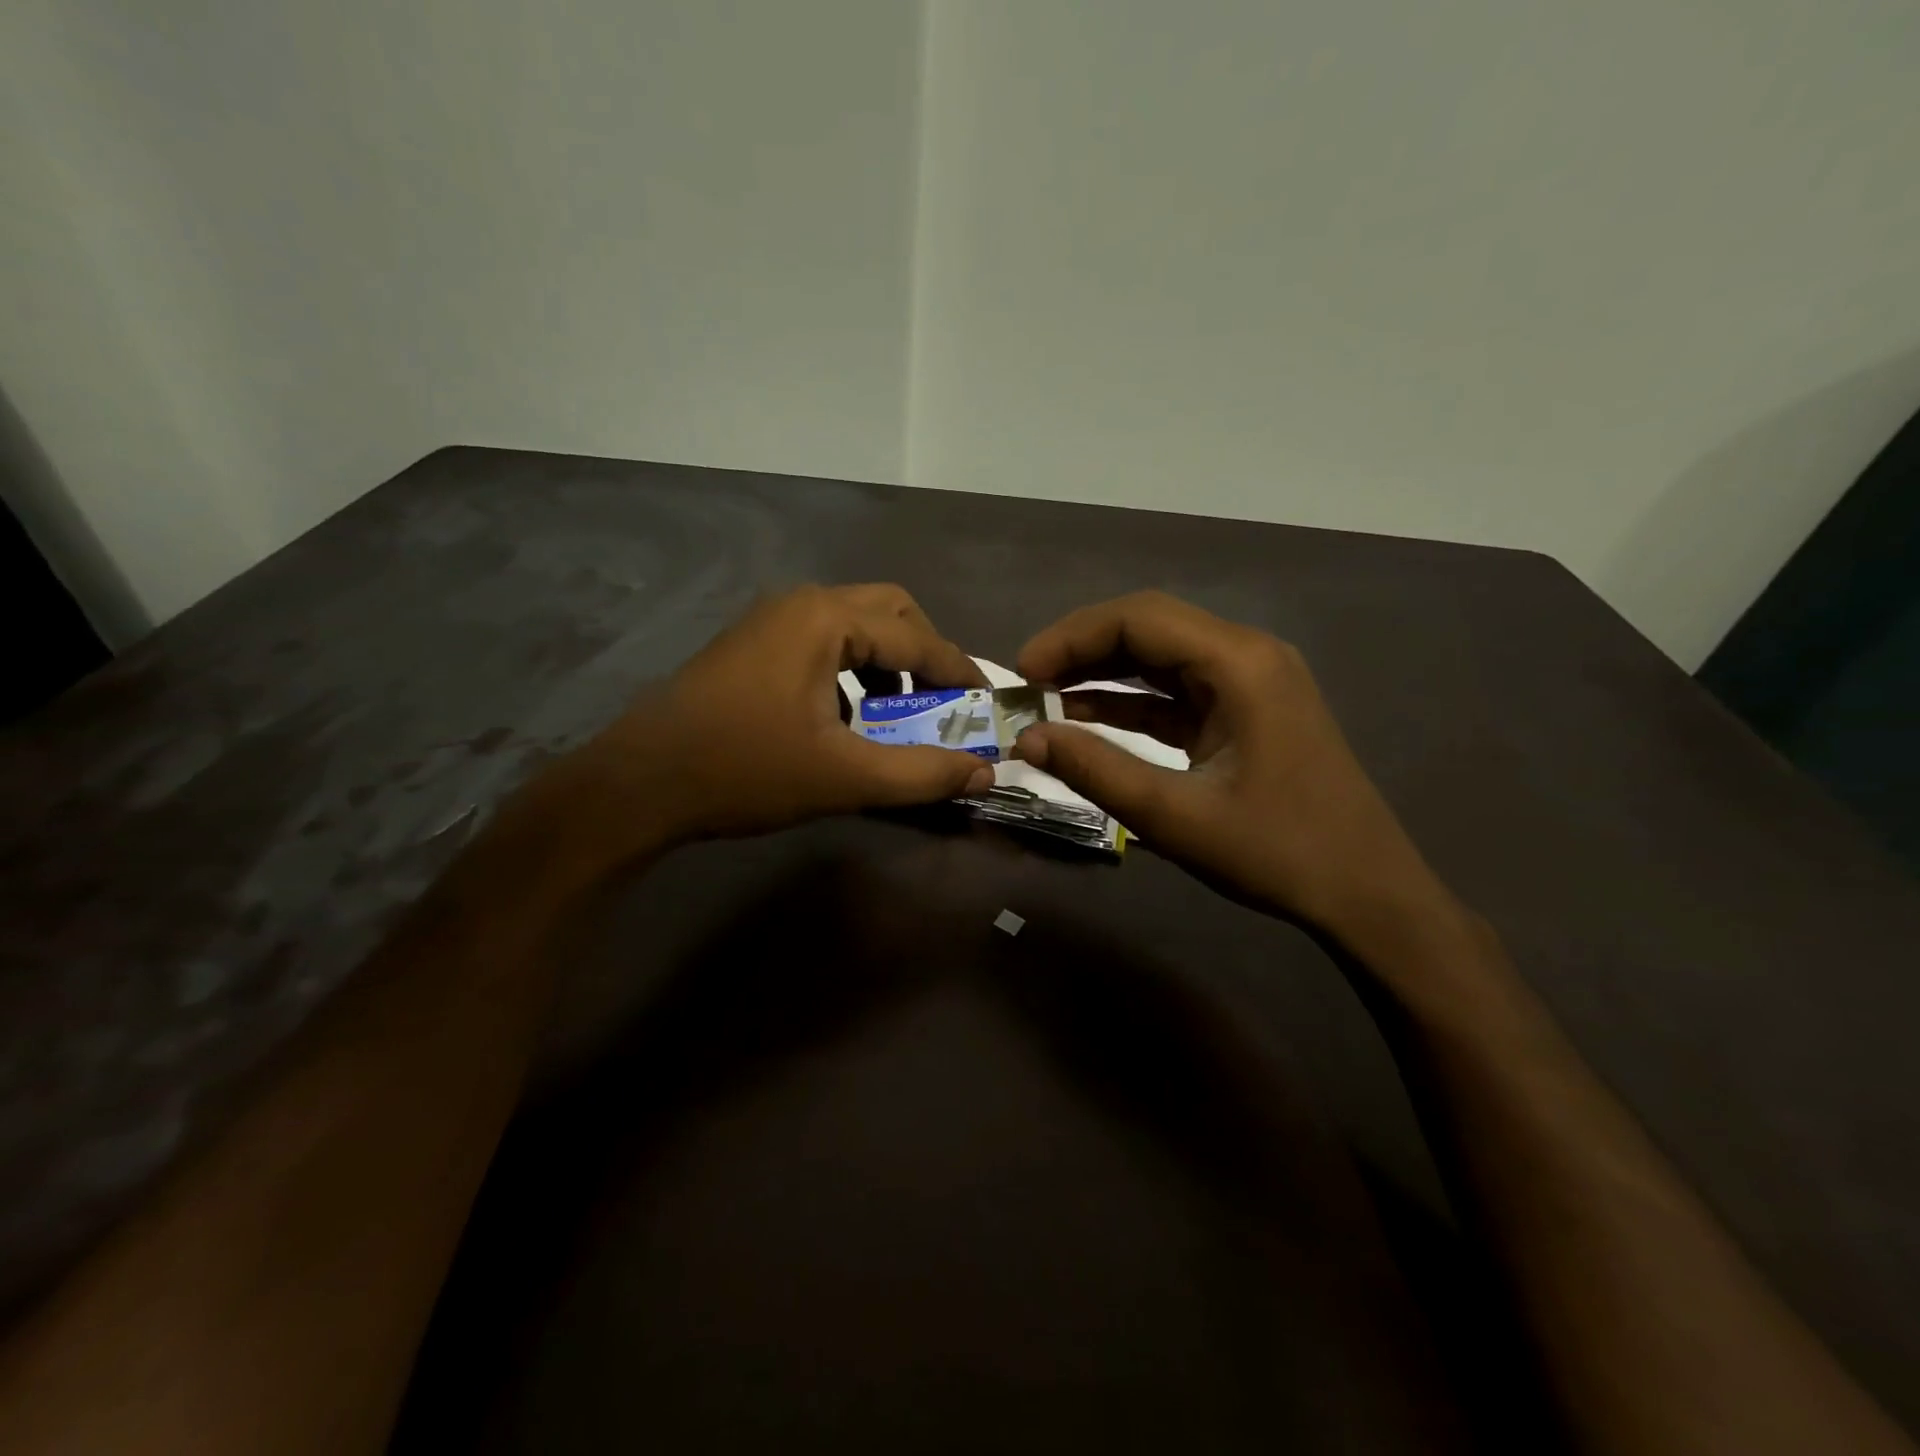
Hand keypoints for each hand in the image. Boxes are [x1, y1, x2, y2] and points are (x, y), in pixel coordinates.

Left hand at [573, 584, 992, 846]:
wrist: (638, 785)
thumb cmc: (744, 772)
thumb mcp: (844, 777)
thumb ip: (921, 773)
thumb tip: (983, 770)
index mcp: (825, 619)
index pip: (916, 637)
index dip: (959, 672)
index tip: (988, 703)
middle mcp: (800, 603)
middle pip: (889, 610)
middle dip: (925, 653)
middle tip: (943, 700)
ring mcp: (769, 620)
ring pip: (853, 623)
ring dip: (888, 660)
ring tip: (899, 710)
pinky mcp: (750, 645)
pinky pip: (822, 640)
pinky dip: (852, 668)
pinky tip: (847, 715)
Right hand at [1013, 591, 1453, 939]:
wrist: (1365, 893)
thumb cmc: (1277, 852)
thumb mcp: (1175, 816)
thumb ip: (1096, 770)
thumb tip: (1027, 739)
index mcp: (1239, 663)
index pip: (1139, 619)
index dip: (1072, 637)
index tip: (1022, 672)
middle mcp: (1247, 655)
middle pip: (1149, 627)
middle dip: (1082, 649)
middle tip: (1028, 683)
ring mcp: (1250, 682)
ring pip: (1160, 657)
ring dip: (1103, 672)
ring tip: (1046, 697)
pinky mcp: (1245, 711)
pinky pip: (1177, 690)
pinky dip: (1132, 700)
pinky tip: (1087, 716)